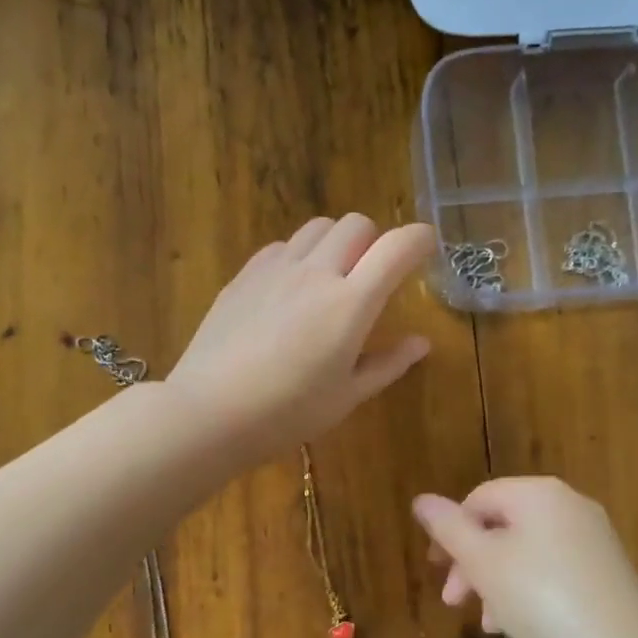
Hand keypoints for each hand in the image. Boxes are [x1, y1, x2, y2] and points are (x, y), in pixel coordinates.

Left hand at [168, 214, 435, 463]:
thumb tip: (421, 343)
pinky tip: (291, 290)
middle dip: (375, 241)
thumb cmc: (287, 413)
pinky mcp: (244, 275)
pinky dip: (300, 255)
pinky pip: (283, 245)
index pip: (396, 248)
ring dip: (336, 242)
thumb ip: (388, 364)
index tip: (427, 248)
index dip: (419, 239)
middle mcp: (316, 273)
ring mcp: (275, 269)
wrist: (210, 412)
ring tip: (332, 278)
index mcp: (350, 303)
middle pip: (356, 224)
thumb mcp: (347, 396)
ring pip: (318, 227)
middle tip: (373, 276)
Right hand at [412, 477, 637, 637]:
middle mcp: (570, 505)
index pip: (479, 498)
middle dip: (472, 563)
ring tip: (488, 623)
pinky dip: (530, 591)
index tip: (436, 570)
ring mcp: (594, 538)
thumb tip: (421, 499)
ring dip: (497, 583)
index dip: (450, 531)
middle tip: (454, 602)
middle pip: (503, 525)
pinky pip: (555, 570)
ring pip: (527, 552)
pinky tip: (520, 627)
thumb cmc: (539, 597)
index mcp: (538, 493)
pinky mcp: (608, 571)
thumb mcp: (482, 563)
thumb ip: (448, 528)